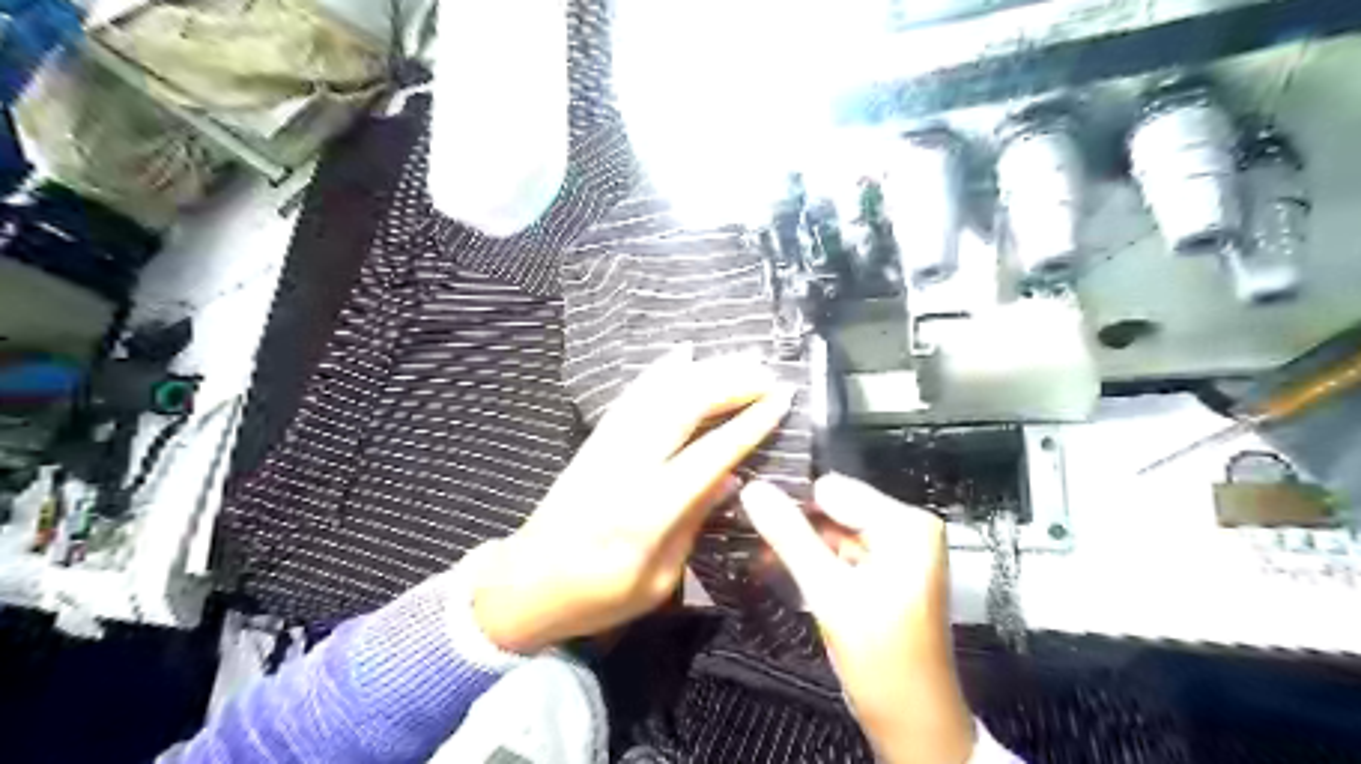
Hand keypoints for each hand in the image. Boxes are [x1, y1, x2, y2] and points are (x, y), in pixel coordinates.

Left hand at [473, 342, 798, 649]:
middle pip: (684, 407)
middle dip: (730, 383)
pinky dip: (660, 371)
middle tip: (768, 373)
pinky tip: (682, 354)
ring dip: (704, 370)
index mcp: (649, 509)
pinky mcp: (595, 440)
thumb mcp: (659, 580)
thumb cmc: (598, 596)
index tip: (781, 398)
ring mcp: (607, 446)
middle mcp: (628, 465)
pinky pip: (632, 396)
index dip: (749, 422)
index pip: (710, 452)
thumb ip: (694, 523)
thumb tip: (730, 477)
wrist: (526, 584)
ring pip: (659, 393)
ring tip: (741, 358)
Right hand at [739, 473, 971, 759]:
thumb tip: (753, 489)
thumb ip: (790, 537)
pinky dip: (812, 559)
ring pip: (832, 529)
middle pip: (834, 507)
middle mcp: (906, 527)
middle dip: (795, 523)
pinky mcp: (883, 570)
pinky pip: (839, 550)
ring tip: (760, 553)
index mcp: (906, 523)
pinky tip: (779, 564)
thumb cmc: (881, 659)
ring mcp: (895, 549)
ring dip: (799, 542)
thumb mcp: (830, 594)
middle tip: (752, 535)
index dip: (793, 502)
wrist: (914, 724)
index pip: (832, 489)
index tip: (756, 515)